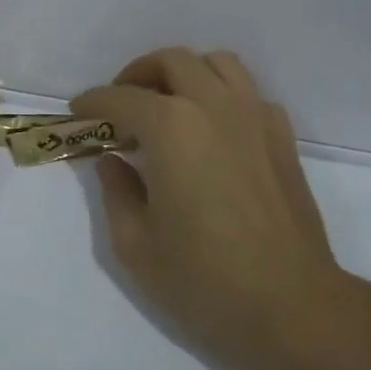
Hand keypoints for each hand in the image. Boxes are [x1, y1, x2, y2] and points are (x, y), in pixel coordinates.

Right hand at [72, 48, 359, 369]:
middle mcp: (214, 106)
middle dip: (137, 74)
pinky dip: (222, 93)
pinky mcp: (282, 136)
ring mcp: (255, 116)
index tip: (78, 111)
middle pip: (171, 61)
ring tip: (167, 104)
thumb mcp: (136, 245)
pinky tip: (211, 129)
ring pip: (217, 62)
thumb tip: (113, 161)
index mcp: (171, 128)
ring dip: (185, 72)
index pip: (121, 97)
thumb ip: (116, 192)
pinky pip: (248, 91)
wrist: (292, 308)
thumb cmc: (204, 281)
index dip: (93, 101)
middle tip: (121, 105)